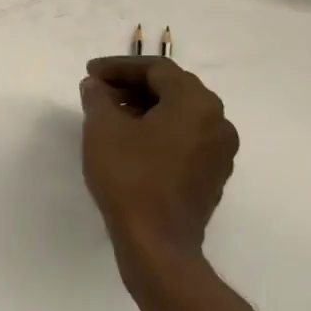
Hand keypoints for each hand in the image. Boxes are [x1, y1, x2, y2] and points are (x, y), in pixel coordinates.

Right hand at [79, 56, 239, 291]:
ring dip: (146, 108)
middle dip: (133, 85)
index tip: (90, 73)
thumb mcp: (103, 129)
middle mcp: (218, 120)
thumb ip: (98, 97)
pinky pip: (186, 137)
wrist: (157, 243)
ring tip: (111, 115)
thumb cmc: (130, 178)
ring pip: (181, 113)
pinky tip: (132, 142)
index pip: (156, 69)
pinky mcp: (214, 175)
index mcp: (195, 102)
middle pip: (173, 88)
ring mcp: (220, 150)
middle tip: (100, 92)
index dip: (119, 66)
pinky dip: (160, 130)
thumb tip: (96, 85)